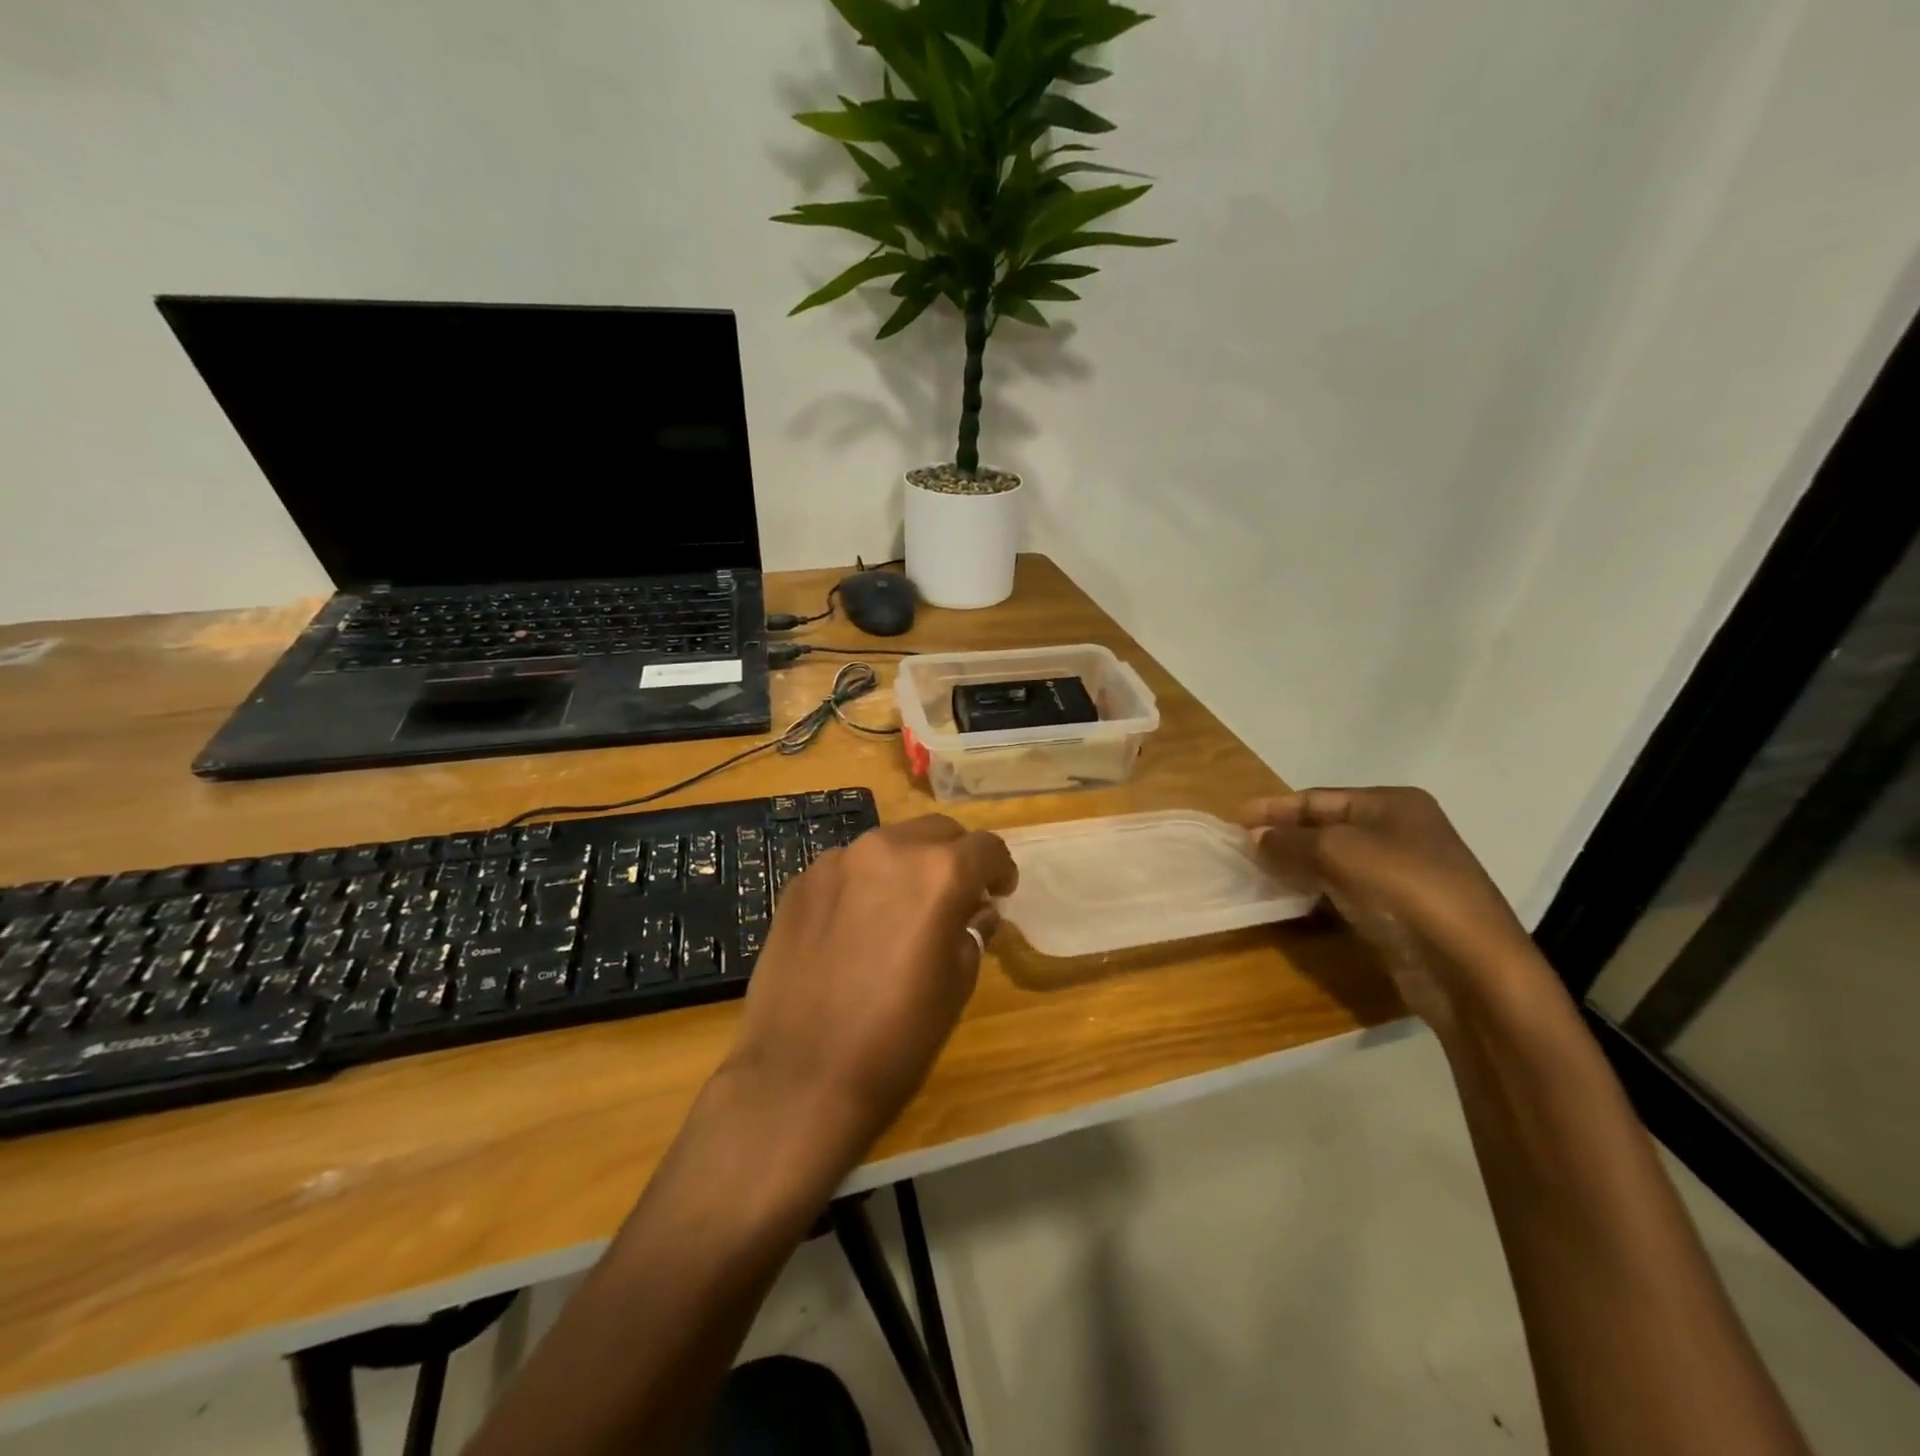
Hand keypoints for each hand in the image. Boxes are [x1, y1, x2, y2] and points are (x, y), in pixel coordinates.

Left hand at [722, 815, 1016, 1151]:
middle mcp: (888, 849)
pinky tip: (856, 924)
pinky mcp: (800, 882)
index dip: (1000, 869)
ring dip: (908, 865)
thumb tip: (977, 910)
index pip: (986, 847)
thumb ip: (972, 931)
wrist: (800, 1075)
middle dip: (955, 857)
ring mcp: (837, 861)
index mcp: (939, 873)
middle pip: (936, 831)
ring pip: (889, 843)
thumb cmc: (896, 1036)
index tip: (999, 892)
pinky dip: (865, 882)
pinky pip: (847, 867)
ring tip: (903, 908)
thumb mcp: (956, 985)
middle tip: (956, 896)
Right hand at [1239, 788, 1540, 1028]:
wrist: (1468, 965)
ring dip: (1296, 865)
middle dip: (1284, 836)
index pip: (1318, 798)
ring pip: (1334, 860)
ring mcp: (1402, 873)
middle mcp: (1400, 831)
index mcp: (1391, 804)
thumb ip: (1289, 841)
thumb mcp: (1337, 852)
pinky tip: (1290, 899)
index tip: (1235, 819)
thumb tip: (1255, 838)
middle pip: (1326, 827)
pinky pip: (1345, 890)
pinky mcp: (1398, 910)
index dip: (1275, 808)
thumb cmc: (1403, 888)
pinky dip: (1315, 890)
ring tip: (1257, 873)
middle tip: (1241, 847)